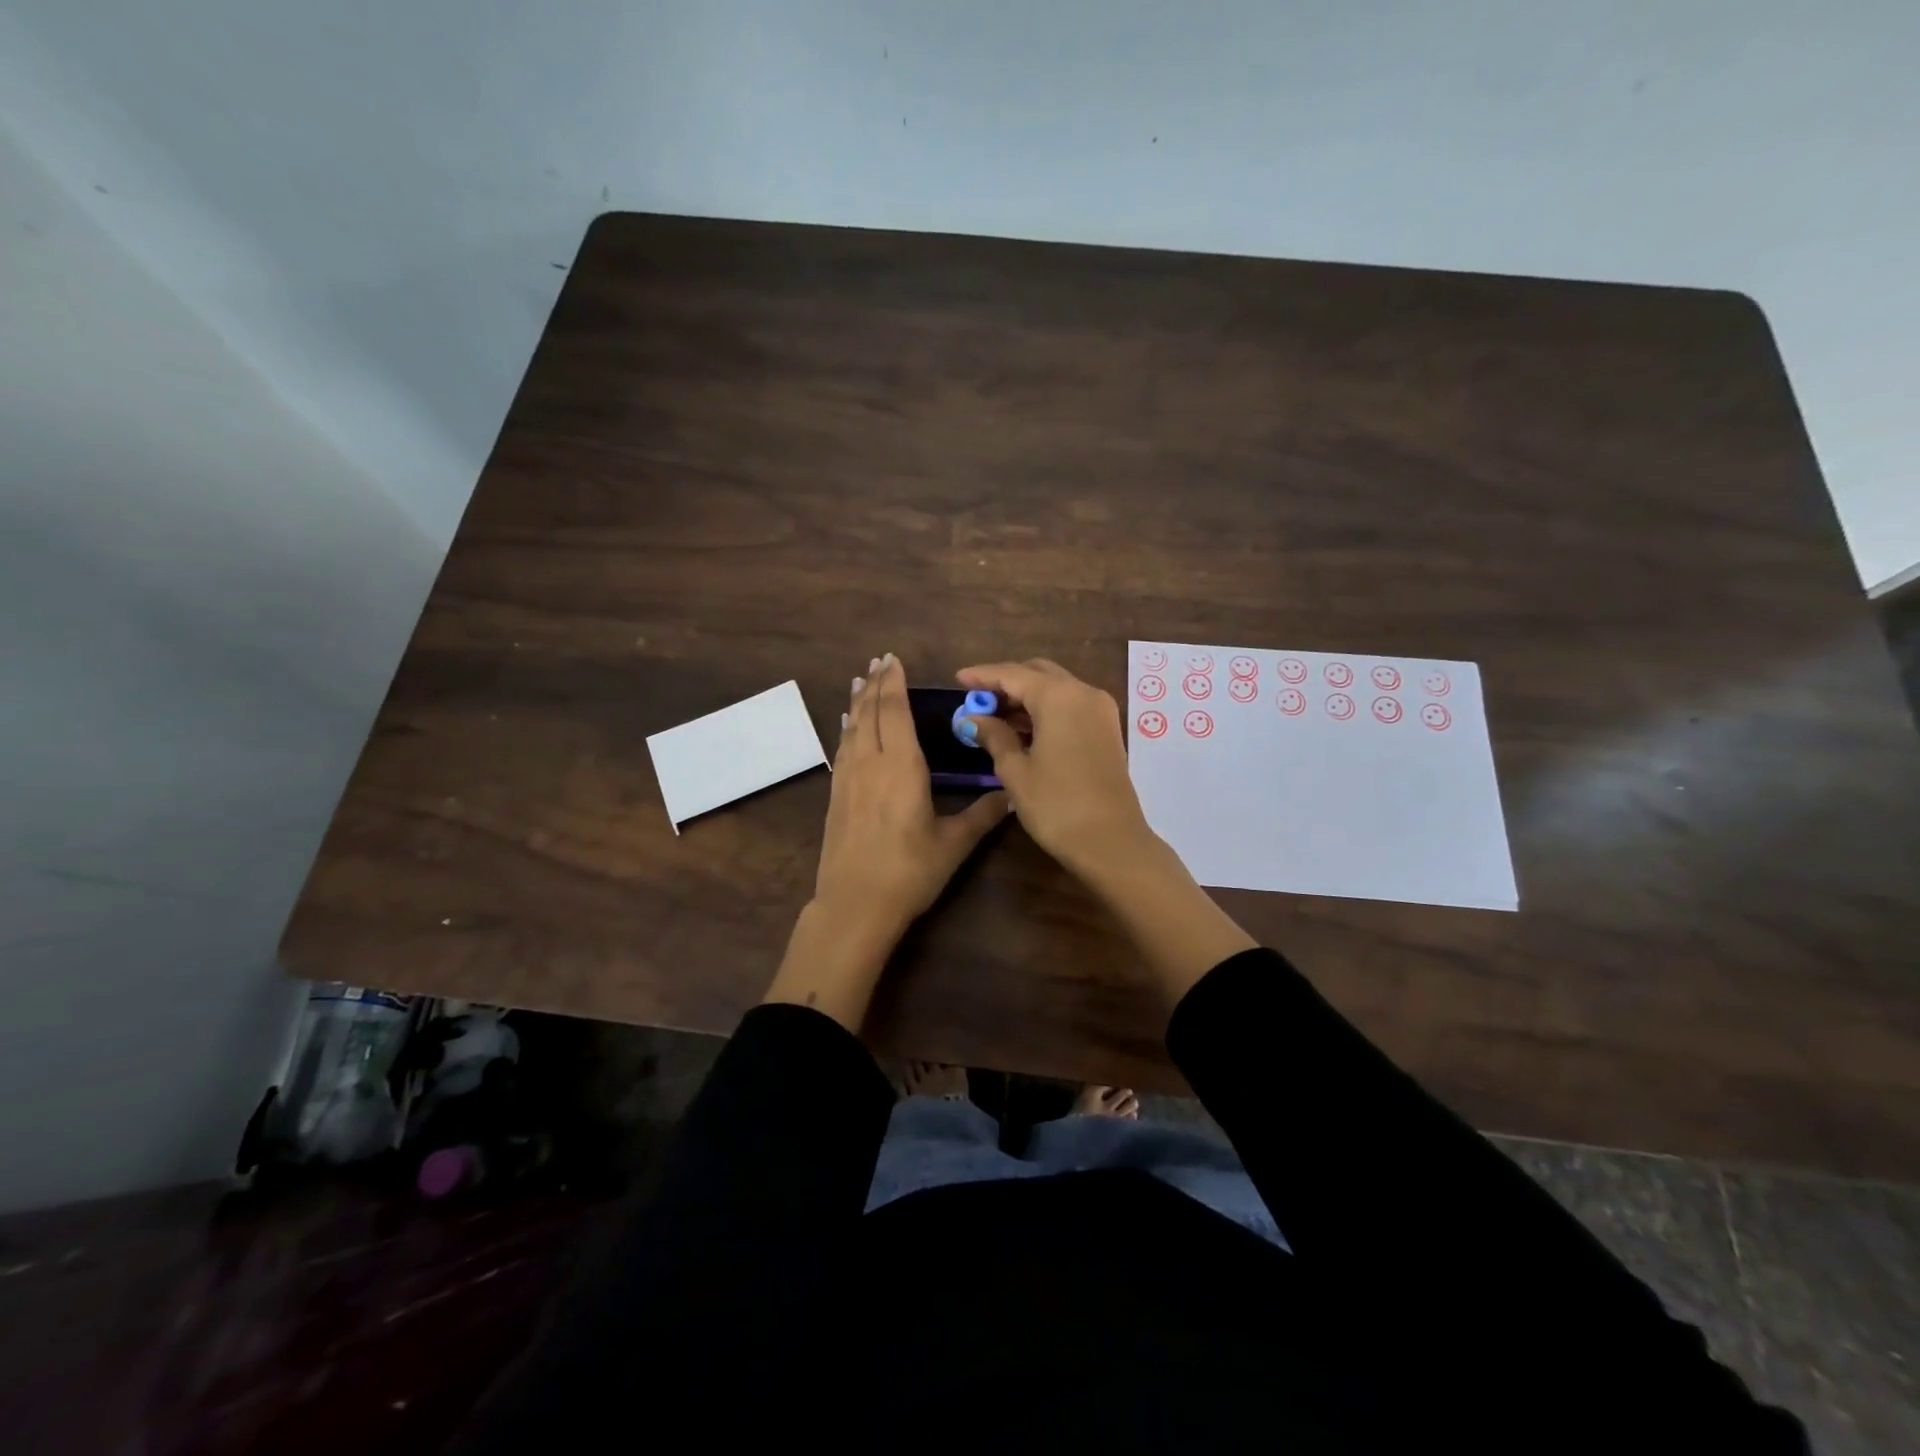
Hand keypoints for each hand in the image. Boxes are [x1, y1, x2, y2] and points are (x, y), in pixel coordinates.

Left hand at [765, 654, 1008, 1030]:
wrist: (854, 904)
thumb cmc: (909, 872)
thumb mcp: (953, 844)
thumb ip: (982, 815)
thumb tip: (1011, 794)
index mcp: (902, 767)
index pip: (897, 712)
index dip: (895, 684)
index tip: (894, 660)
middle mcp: (871, 763)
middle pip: (871, 713)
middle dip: (876, 684)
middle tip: (879, 660)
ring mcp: (849, 778)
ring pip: (852, 728)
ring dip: (858, 701)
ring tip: (861, 680)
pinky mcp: (836, 795)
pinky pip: (842, 748)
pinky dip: (846, 728)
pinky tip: (846, 724)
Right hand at [958, 656, 1255, 1004]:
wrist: (1112, 843)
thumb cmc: (1057, 806)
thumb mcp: (1016, 771)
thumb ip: (994, 736)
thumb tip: (974, 719)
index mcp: (1059, 696)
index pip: (1013, 674)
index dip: (982, 675)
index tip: (957, 680)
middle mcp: (1083, 693)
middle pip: (1038, 674)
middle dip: (1006, 683)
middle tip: (977, 700)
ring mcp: (1100, 710)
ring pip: (1056, 689)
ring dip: (1025, 697)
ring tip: (993, 717)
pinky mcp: (1106, 729)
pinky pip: (1070, 706)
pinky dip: (1044, 710)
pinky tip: (1022, 730)